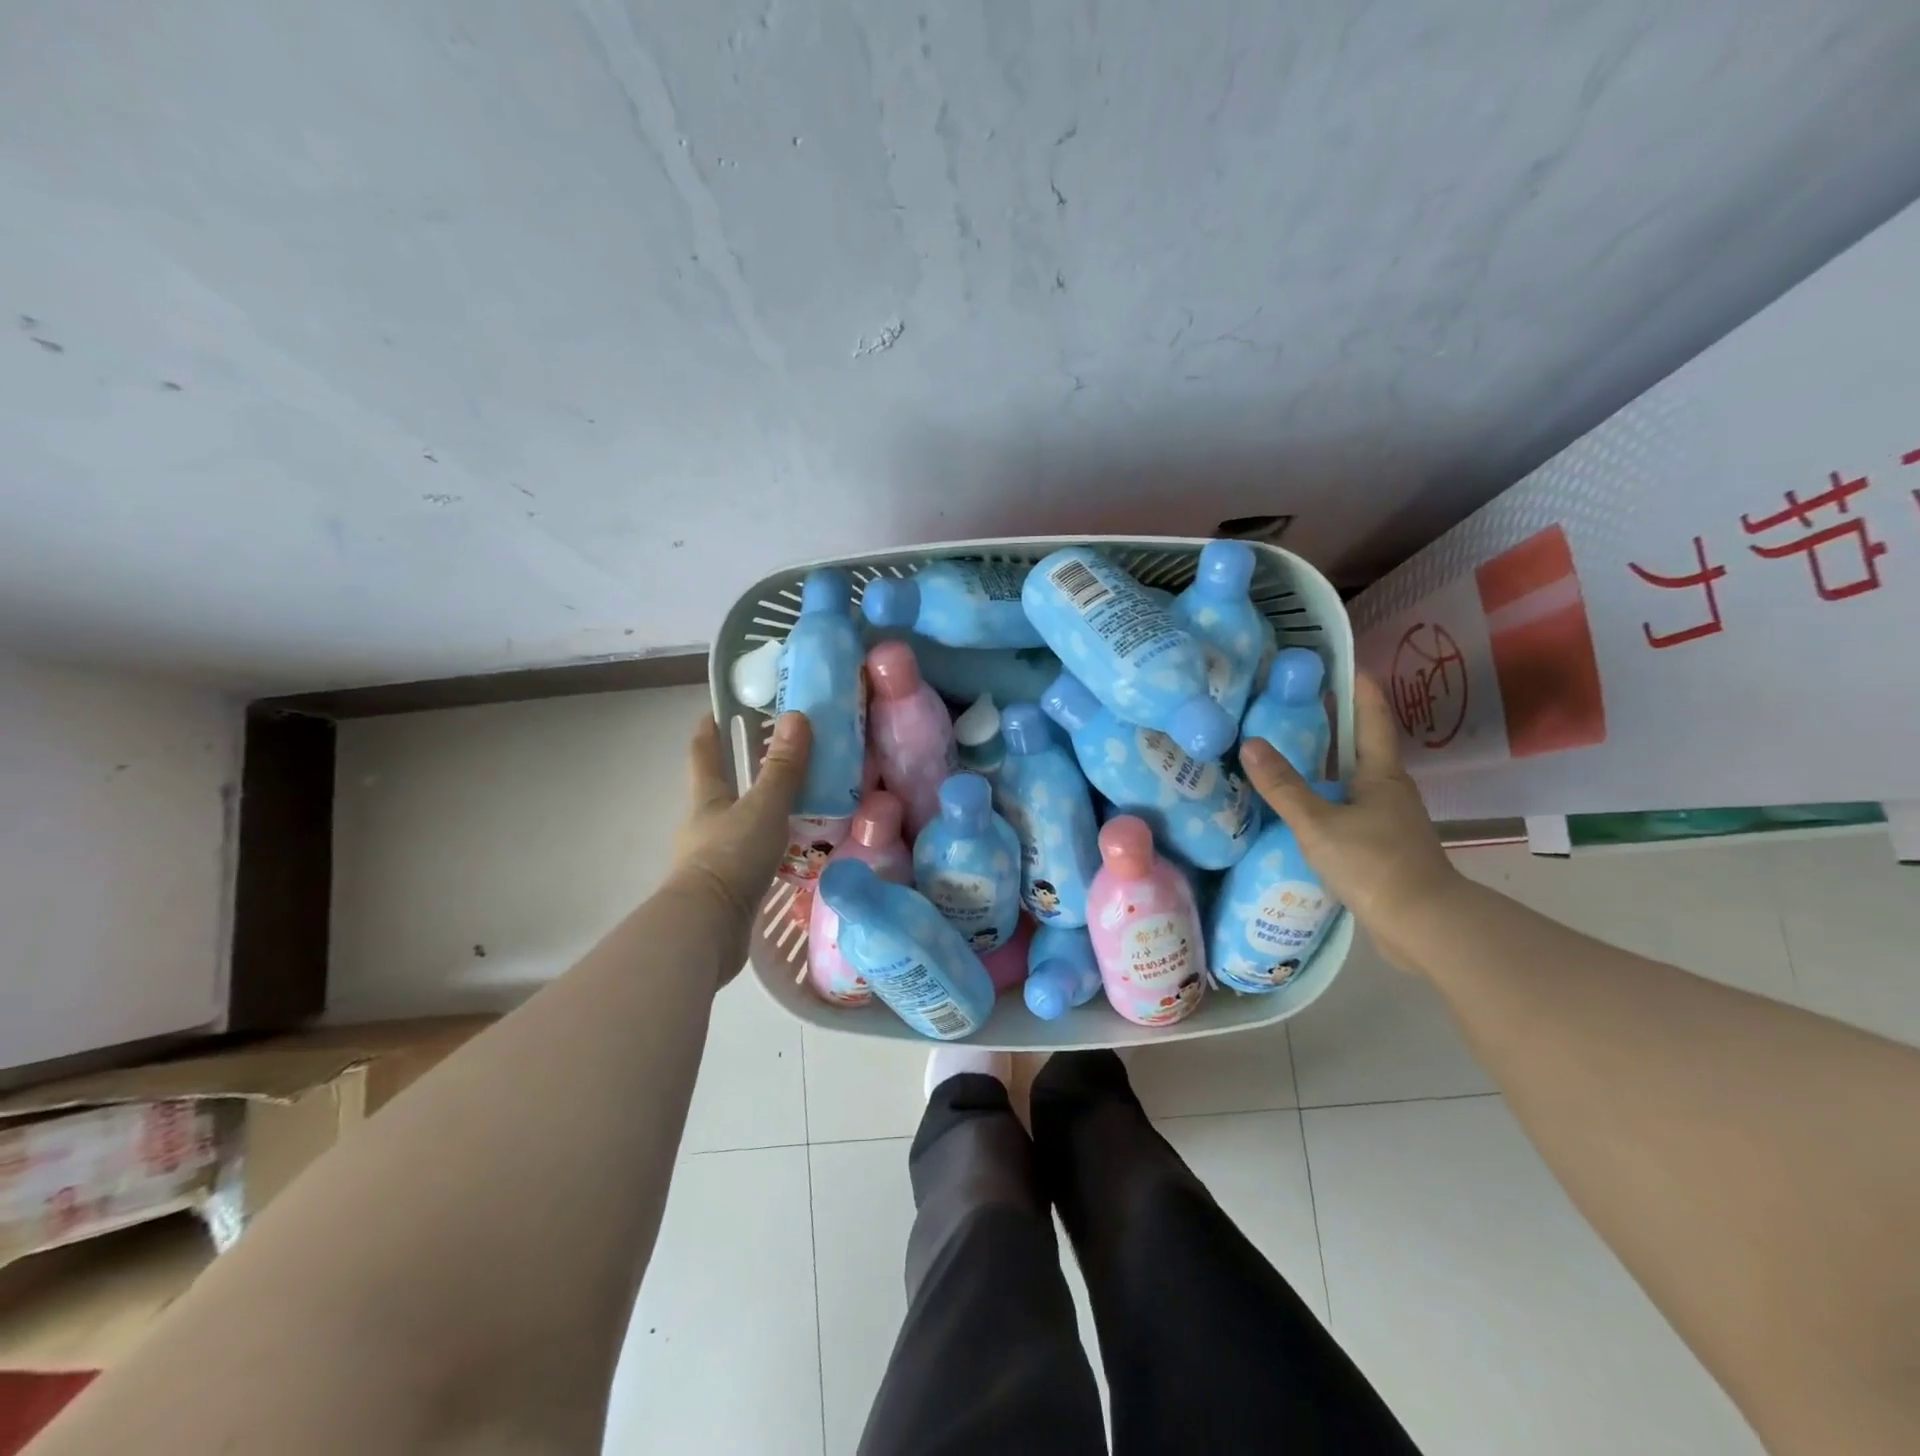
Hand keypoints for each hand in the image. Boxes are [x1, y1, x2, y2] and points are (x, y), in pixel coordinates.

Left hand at [668, 711, 811, 979]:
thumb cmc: (730, 858)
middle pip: (722, 786)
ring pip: (740, 821)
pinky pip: (753, 852)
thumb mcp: (763, 808)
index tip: (719, 708)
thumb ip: (782, 768)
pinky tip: (795, 846)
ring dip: (762, 808)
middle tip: (780, 752)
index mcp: (707, 797)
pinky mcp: (728, 885)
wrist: (707, 929)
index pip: (704, 752)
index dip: (710, 729)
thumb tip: (796, 716)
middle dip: (743, 768)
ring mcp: (715, 856)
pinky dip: (771, 843)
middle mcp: (706, 823)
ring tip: (800, 799)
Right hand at [1239, 673, 1462, 972]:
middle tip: (1294, 706)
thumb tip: (1250, 744)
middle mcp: (1389, 790)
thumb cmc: (1374, 863)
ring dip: (1327, 764)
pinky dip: (1326, 799)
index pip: (1371, 718)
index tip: (1340, 663)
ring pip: (1353, 780)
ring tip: (1287, 755)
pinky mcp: (1382, 847)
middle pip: (1361, 747)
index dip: (1358, 688)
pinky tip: (1301, 809)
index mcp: (1381, 774)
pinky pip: (1348, 809)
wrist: (1422, 925)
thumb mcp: (1318, 823)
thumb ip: (1283, 786)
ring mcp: (1389, 820)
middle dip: (1334, 724)